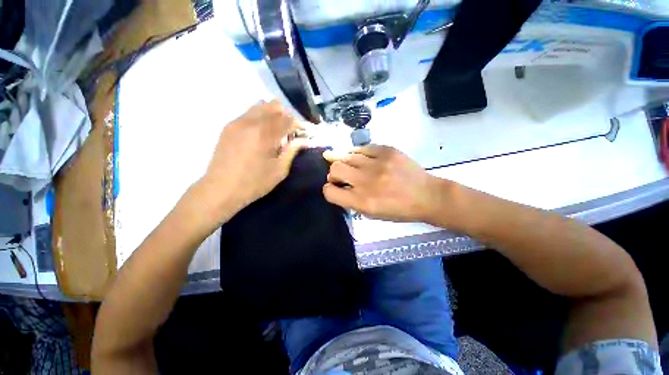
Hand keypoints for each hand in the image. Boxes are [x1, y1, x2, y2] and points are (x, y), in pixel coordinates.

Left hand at [199, 100, 305, 219]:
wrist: (220, 189)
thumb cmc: (254, 183)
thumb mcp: (279, 170)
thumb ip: (292, 151)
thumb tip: (303, 141)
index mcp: (265, 134)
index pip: (287, 119)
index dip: (298, 124)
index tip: (303, 132)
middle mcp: (250, 123)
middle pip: (273, 107)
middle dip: (286, 116)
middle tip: (291, 130)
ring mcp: (237, 123)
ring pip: (259, 106)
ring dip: (272, 114)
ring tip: (277, 129)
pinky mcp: (228, 127)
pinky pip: (248, 113)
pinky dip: (260, 116)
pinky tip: (262, 131)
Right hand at [323, 145, 442, 222]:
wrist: (427, 196)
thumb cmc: (399, 210)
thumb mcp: (373, 214)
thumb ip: (352, 202)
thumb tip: (338, 186)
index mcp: (362, 202)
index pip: (330, 192)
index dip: (328, 190)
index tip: (334, 187)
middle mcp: (366, 182)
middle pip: (334, 169)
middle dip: (333, 173)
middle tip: (339, 175)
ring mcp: (377, 163)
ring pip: (346, 156)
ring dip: (342, 161)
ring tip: (342, 161)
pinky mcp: (387, 151)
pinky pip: (362, 148)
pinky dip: (357, 153)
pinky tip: (358, 156)